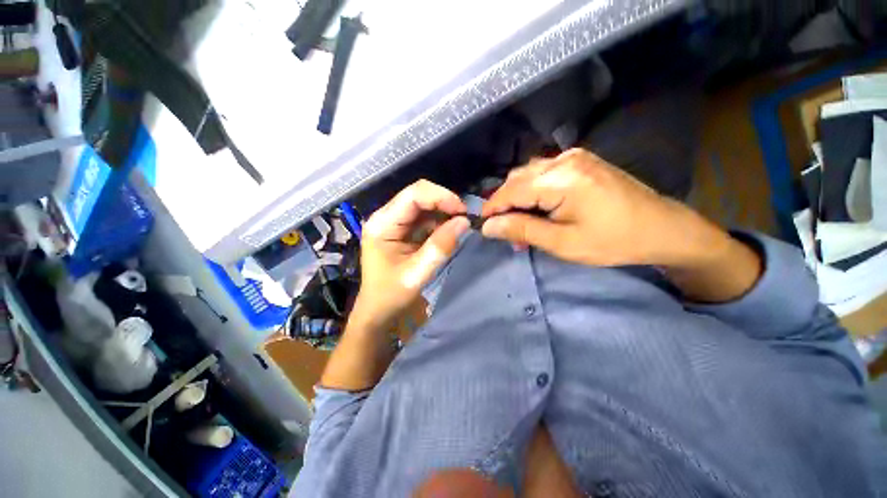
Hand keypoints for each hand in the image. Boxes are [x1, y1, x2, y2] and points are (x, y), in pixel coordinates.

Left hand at [352, 180, 469, 328]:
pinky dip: (440, 221)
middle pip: (418, 195)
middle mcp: (386, 216)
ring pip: (424, 205)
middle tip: (465, 218)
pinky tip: (450, 231)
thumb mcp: (417, 273)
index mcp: (382, 224)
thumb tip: (464, 222)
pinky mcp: (402, 229)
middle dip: (444, 203)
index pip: (413, 195)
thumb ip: (440, 246)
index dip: (441, 197)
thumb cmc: (391, 295)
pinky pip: (424, 217)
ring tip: (461, 225)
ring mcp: (394, 222)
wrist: (378, 309)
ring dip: (444, 212)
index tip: (463, 212)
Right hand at [481, 149, 724, 267]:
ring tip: (521, 224)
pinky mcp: (580, 161)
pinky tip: (537, 208)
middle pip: (517, 179)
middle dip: (505, 205)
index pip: (510, 191)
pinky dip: (532, 191)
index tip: (482, 227)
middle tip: (506, 232)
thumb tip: (488, 227)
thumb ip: (522, 230)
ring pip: (528, 174)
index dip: (492, 208)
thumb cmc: (613, 241)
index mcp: (561, 180)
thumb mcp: (563, 243)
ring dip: (518, 198)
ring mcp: (574, 157)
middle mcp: (564, 160)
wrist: (662, 228)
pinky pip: (543, 173)